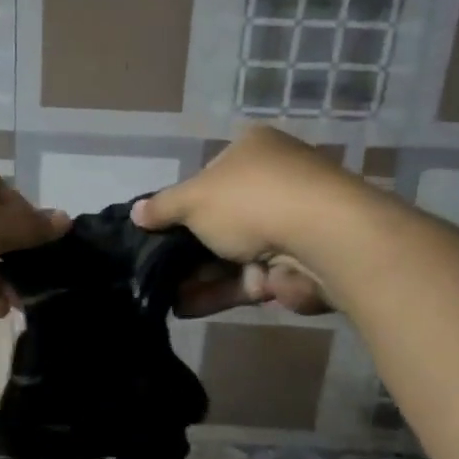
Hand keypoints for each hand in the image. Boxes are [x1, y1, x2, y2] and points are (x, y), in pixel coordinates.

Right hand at [132, 126, 345, 317]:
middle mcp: (272, 183)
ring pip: (230, 253)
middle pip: (218, 218)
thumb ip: (162, 207)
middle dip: (185, 246)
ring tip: (160, 293)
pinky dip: (217, 291)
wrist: (322, 240)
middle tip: (153, 266)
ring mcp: (286, 226)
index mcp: (252, 151)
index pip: (208, 175)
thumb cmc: (251, 201)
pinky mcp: (292, 266)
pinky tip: (183, 307)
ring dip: (197, 274)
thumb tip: (135, 213)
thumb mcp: (194, 198)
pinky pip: (245, 278)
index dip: (181, 201)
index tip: (157, 227)